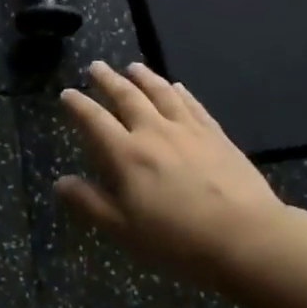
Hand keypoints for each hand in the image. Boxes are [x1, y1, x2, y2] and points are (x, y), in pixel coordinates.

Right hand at [56, 62, 287, 285]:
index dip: (78, 105)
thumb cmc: (178, 241)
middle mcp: (154, 132)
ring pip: (161, 93)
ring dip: (144, 77)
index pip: (95, 120)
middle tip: (96, 66)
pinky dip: (181, 92)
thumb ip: (90, 203)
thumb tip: (60, 182)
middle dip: (108, 80)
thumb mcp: (124, 230)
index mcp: (127, 155)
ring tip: (133, 66)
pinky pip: (193, 105)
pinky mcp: (216, 135)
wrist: (246, 238)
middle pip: (127, 97)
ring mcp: (188, 130)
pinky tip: (177, 86)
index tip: (67, 93)